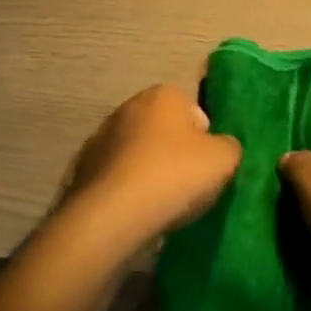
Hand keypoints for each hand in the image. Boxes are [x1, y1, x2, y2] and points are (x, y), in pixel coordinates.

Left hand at [59, 84, 241, 253]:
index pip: (193, 111)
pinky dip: (125, 190)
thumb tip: (221, 148)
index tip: (206, 166)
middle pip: (163, 130)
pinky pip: (115, 177)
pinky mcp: (82, 170)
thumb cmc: (174, 175)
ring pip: (137, 153)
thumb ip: (229, 146)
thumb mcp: (224, 159)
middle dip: (174, 152)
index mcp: (163, 95)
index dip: (204, 139)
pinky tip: (135, 213)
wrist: (112, 216)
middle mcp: (129, 107)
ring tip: (160, 205)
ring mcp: (101, 138)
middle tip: (187, 185)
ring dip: (147, 171)